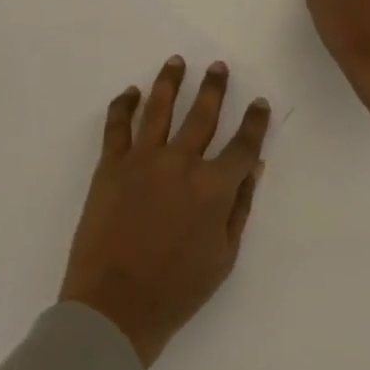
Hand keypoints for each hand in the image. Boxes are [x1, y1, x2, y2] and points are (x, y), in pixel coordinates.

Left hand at [59, 56, 271, 367]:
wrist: (114, 307)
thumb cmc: (176, 291)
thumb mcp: (223, 257)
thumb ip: (240, 207)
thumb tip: (254, 166)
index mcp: (214, 188)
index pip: (243, 145)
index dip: (254, 122)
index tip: (259, 103)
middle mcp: (181, 162)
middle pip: (202, 114)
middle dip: (214, 87)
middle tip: (218, 66)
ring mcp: (143, 159)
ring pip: (159, 107)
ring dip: (170, 81)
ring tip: (176, 61)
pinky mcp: (111, 164)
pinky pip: (117, 124)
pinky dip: (124, 104)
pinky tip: (131, 91)